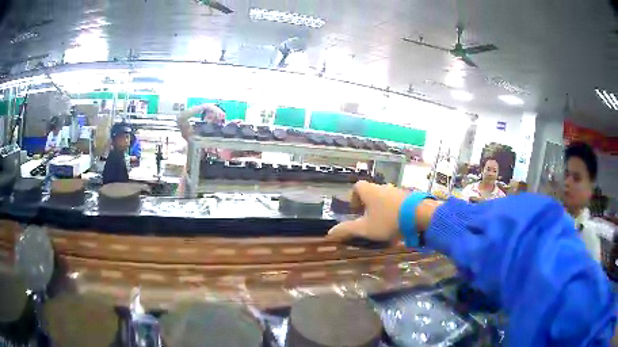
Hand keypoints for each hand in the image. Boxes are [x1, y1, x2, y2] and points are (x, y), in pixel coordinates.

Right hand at [327, 181, 408, 241]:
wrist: (419, 215)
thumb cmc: (388, 220)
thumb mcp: (365, 228)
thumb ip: (347, 230)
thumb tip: (329, 232)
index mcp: (370, 191)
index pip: (357, 186)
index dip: (354, 197)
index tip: (355, 210)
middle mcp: (383, 187)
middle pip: (372, 191)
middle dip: (368, 204)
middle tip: (368, 219)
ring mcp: (397, 190)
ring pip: (385, 196)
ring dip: (382, 207)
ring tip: (384, 222)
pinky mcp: (409, 196)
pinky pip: (397, 200)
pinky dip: (394, 209)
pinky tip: (397, 222)